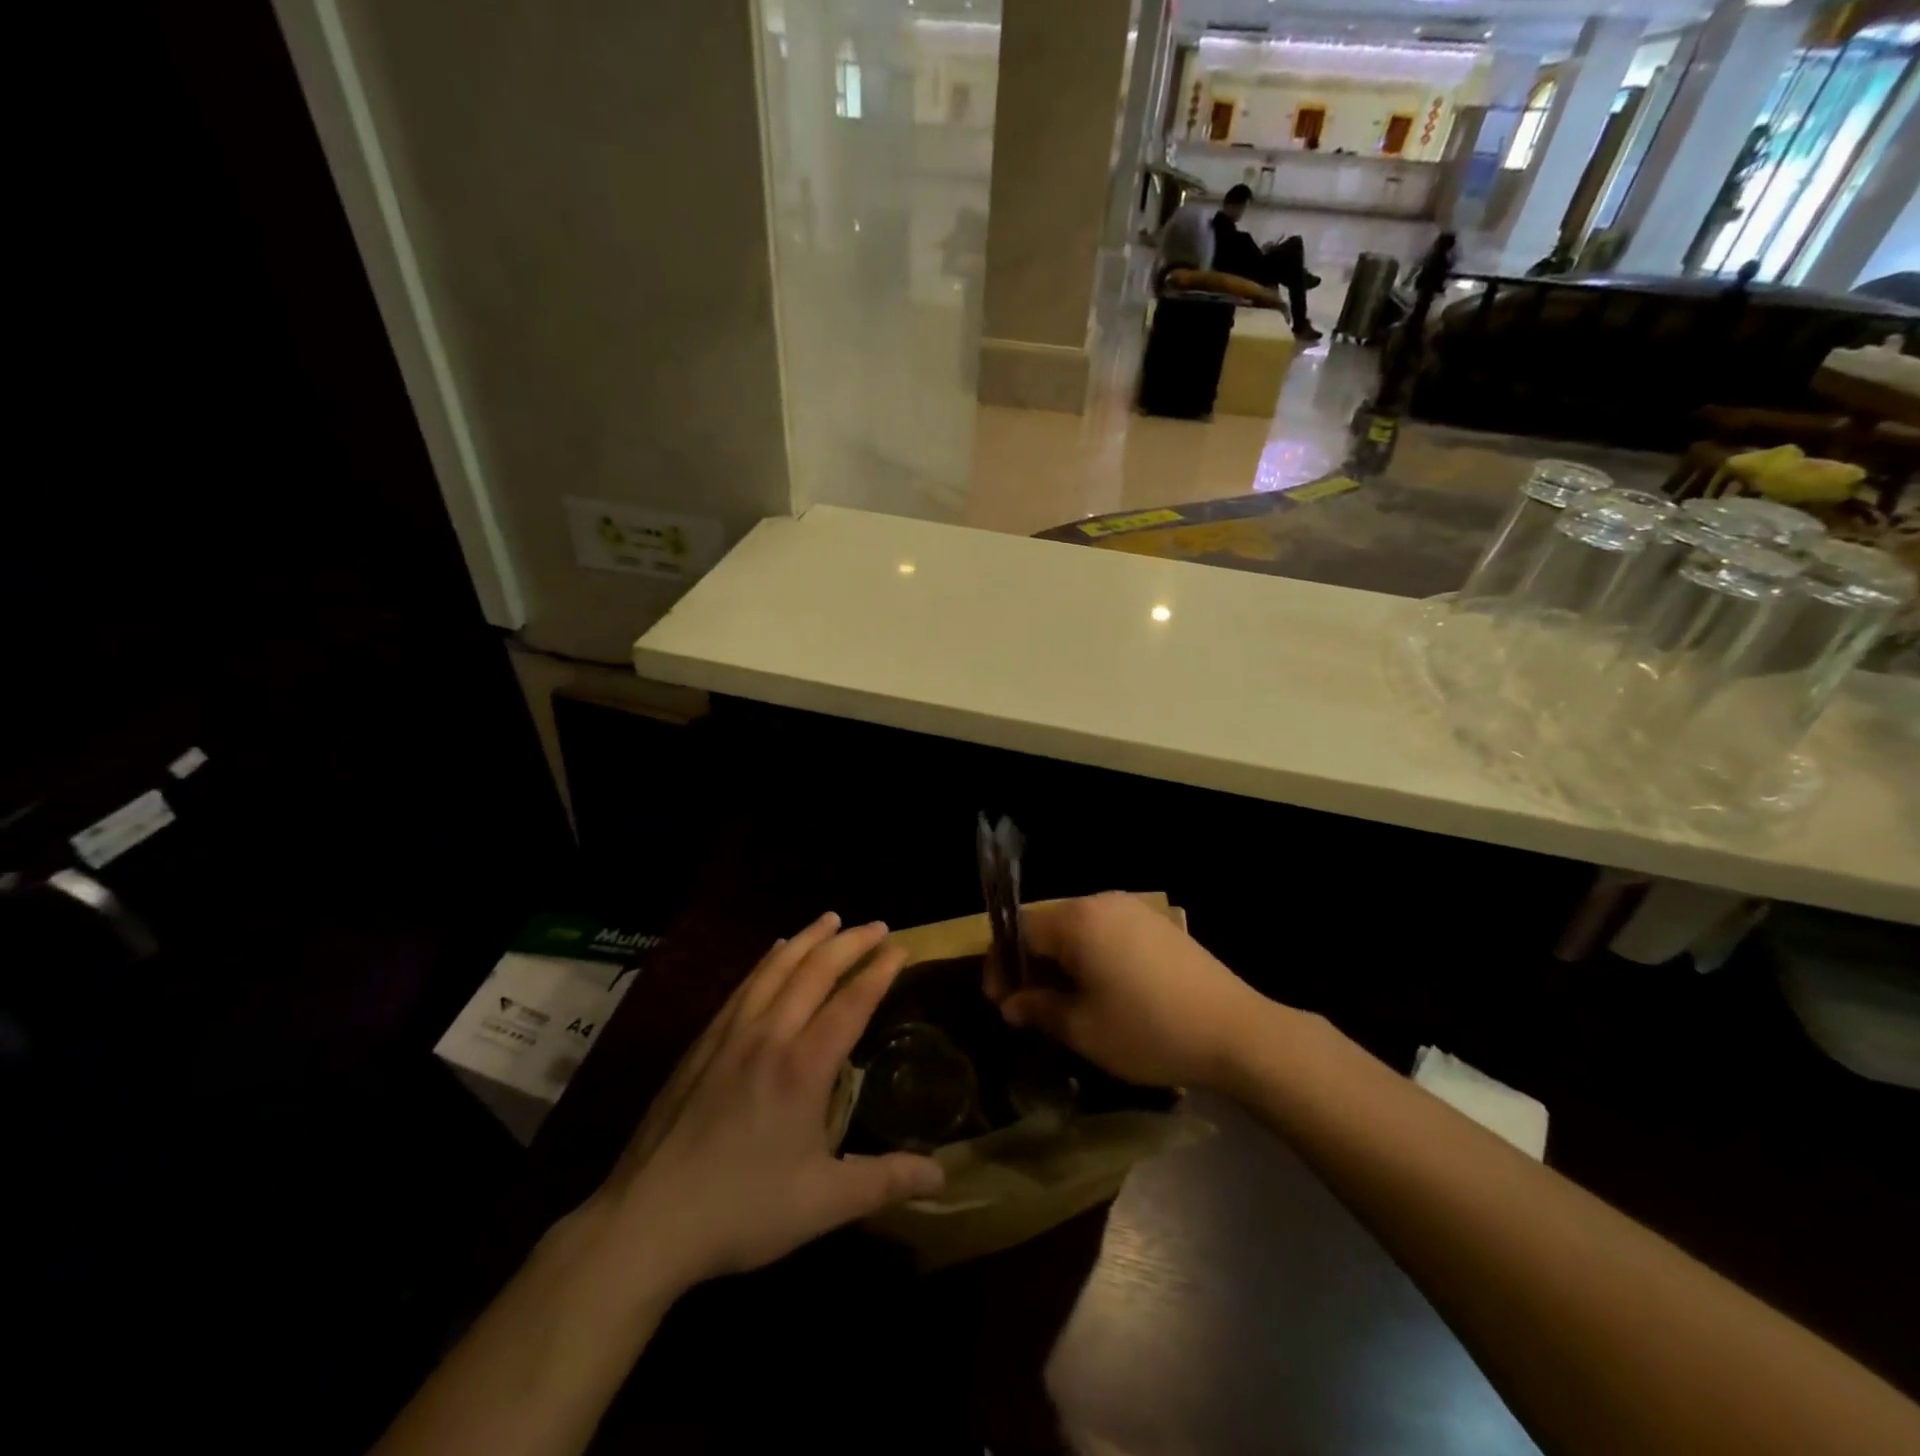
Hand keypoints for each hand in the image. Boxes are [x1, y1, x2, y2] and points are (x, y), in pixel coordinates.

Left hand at [591, 913, 943, 1293]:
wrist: (646, 1221)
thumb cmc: (742, 1210)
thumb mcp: (823, 1202)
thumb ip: (886, 1181)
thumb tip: (943, 1176)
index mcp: (803, 1067)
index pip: (851, 1003)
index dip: (879, 971)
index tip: (900, 947)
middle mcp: (769, 1036)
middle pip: (815, 972)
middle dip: (850, 943)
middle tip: (877, 925)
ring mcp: (730, 1036)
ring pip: (775, 970)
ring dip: (808, 939)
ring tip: (830, 919)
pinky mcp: (701, 1045)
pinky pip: (743, 987)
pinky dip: (767, 961)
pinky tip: (773, 954)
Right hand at [984, 893, 1264, 1087]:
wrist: (1236, 1032)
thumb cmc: (1148, 1031)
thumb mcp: (1083, 1029)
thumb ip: (1038, 1009)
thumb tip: (1011, 1003)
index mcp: (1077, 920)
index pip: (1019, 930)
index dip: (1001, 964)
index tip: (1000, 1002)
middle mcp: (1102, 902)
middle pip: (1048, 925)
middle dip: (1030, 964)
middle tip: (1027, 1006)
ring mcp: (1134, 909)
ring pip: (1078, 929)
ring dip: (1060, 962)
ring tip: (1062, 1003)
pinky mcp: (1158, 924)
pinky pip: (1107, 932)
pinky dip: (1091, 956)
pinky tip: (1101, 991)